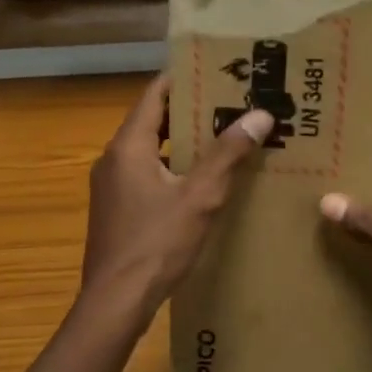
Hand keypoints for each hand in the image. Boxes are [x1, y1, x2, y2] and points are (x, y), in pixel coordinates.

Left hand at [82, 74, 271, 316]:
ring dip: (184, 143)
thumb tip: (260, 114)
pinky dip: (173, 170)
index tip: (217, 70)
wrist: (116, 301)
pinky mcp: (116, 211)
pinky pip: (146, 176)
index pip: (155, 94)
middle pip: (154, 121)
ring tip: (224, 139)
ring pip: (151, 151)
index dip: (185, 78)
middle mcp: (114, 159)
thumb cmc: (157, 243)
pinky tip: (202, 183)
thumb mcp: (200, 197)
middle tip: (232, 104)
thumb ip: (227, 154)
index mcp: (129, 146)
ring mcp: (111, 187)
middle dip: (191, 111)